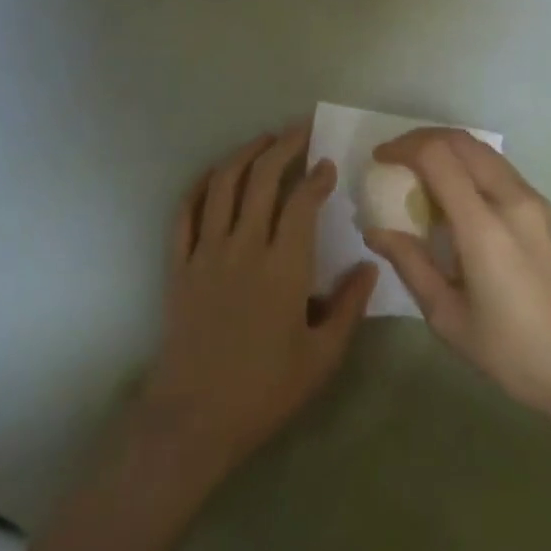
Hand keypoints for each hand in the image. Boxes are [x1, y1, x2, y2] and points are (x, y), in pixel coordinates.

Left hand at [139, 123, 378, 476]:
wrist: (193, 420)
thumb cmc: (264, 390)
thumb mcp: (321, 357)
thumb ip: (349, 307)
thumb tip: (371, 264)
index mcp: (283, 267)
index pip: (301, 203)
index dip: (316, 177)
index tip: (327, 163)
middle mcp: (244, 247)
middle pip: (261, 179)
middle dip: (283, 147)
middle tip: (299, 130)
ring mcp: (206, 253)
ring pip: (222, 185)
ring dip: (243, 155)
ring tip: (262, 140)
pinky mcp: (179, 265)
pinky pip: (184, 213)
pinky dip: (199, 186)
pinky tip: (213, 175)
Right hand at [363, 129, 550, 423]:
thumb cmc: (513, 353)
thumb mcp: (448, 317)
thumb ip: (411, 264)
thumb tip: (375, 231)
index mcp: (484, 227)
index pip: (439, 157)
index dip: (404, 148)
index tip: (380, 159)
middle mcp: (512, 200)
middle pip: (463, 142)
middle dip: (423, 140)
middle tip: (396, 159)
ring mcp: (535, 202)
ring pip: (484, 152)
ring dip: (449, 151)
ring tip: (421, 176)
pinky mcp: (548, 211)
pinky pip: (501, 171)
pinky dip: (471, 167)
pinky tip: (457, 199)